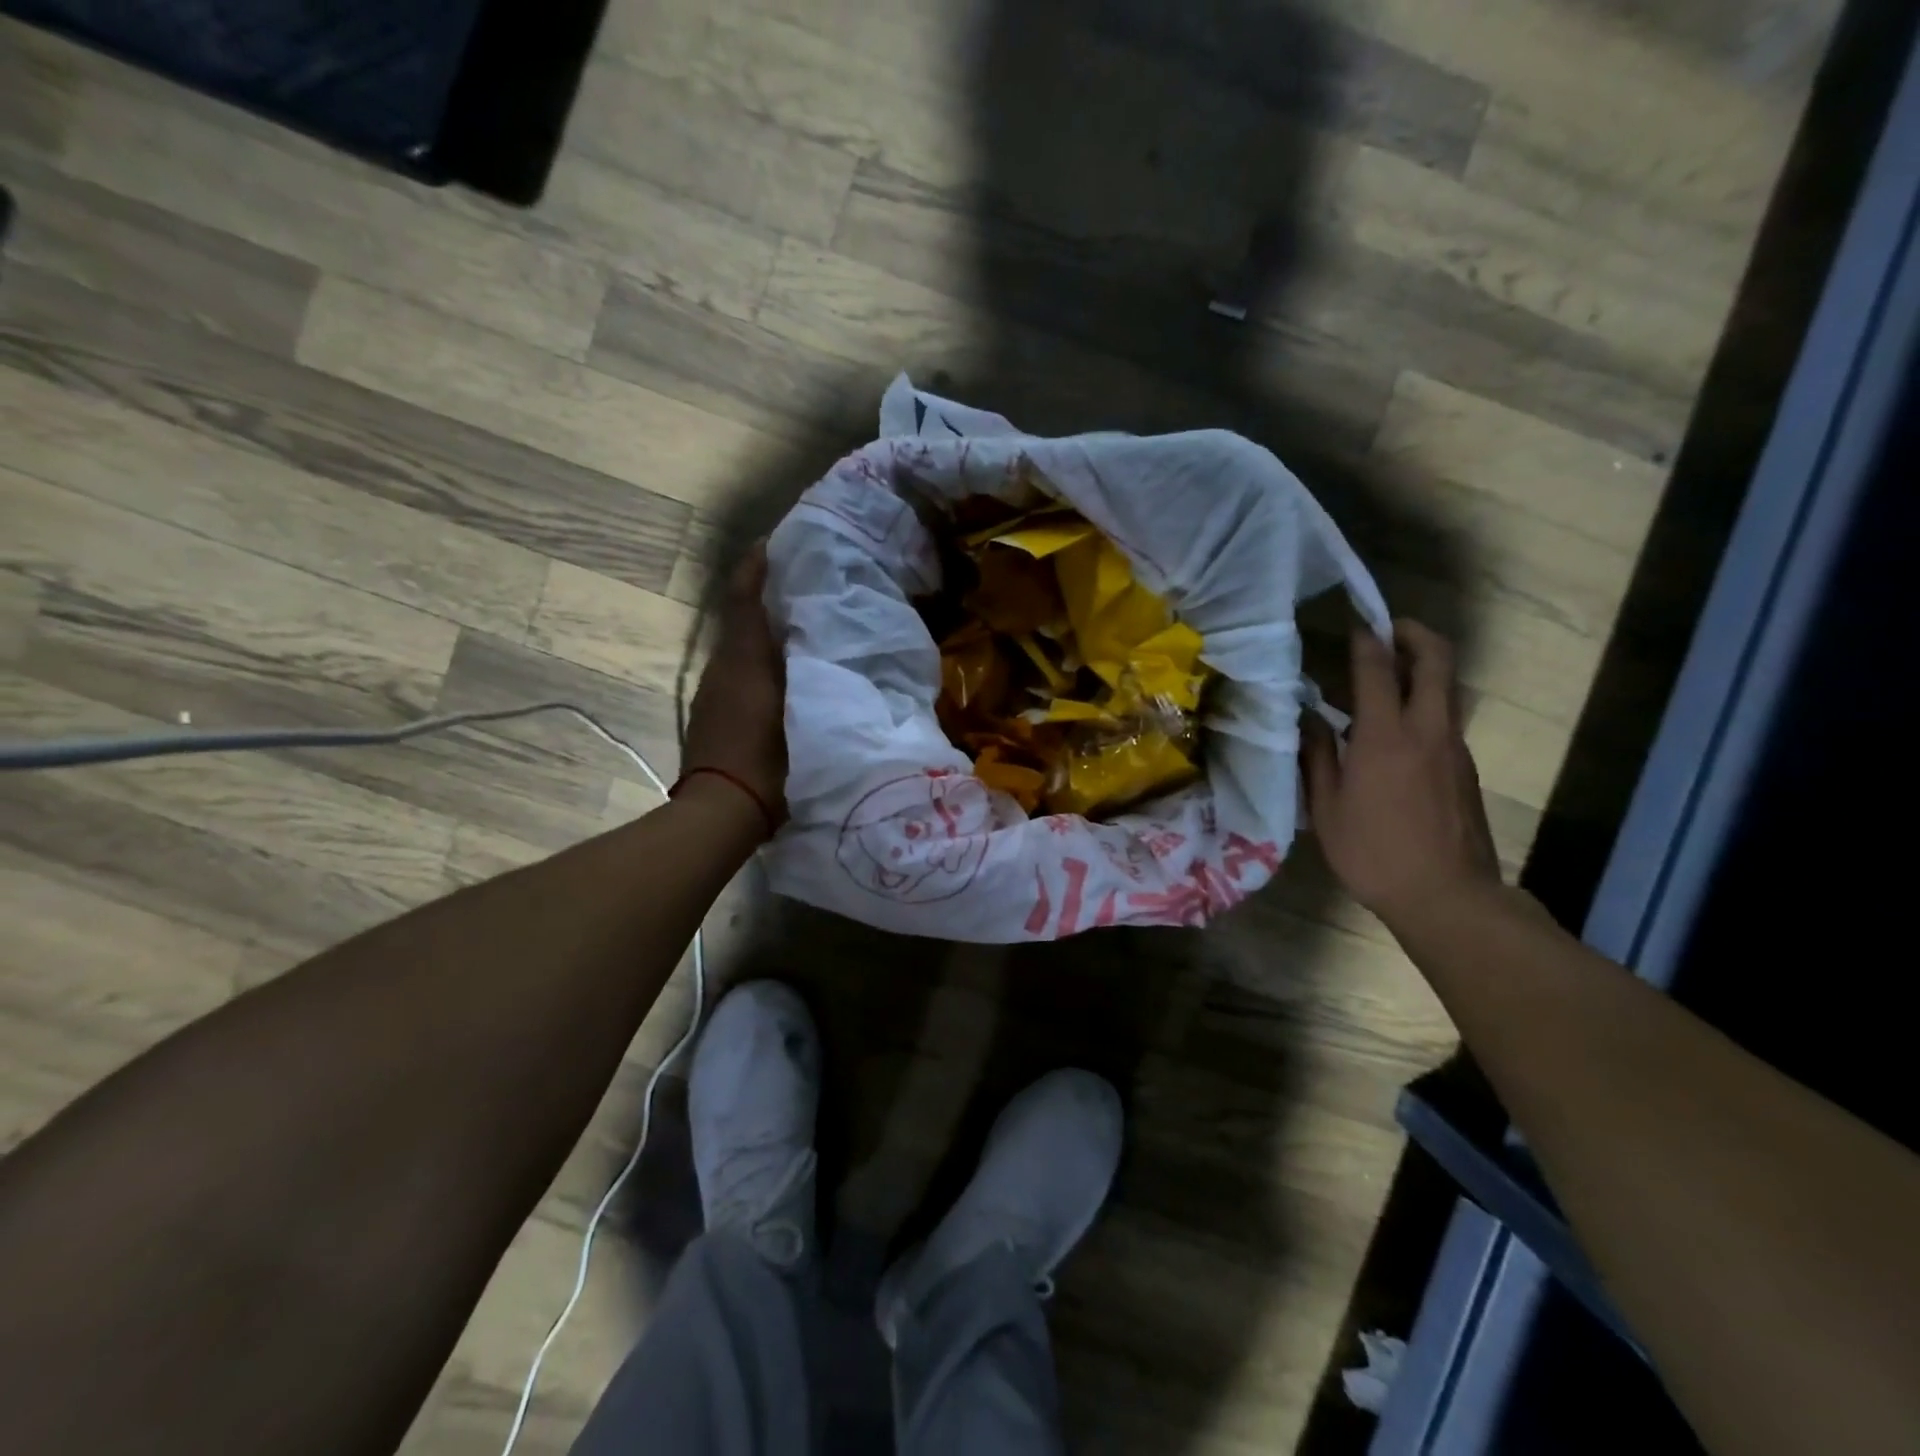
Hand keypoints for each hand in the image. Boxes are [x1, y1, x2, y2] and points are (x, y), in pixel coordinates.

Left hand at [682, 545, 787, 826]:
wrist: (719, 812)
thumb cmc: (769, 764)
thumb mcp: (806, 717)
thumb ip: (815, 680)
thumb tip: (829, 649)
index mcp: (745, 660)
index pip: (744, 598)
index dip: (755, 567)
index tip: (774, 543)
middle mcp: (723, 667)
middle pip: (742, 620)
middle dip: (767, 598)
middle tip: (805, 587)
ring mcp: (713, 692)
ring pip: (740, 648)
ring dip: (763, 633)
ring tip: (802, 630)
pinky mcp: (711, 714)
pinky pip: (737, 672)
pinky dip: (757, 662)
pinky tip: (784, 675)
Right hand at [1303, 619, 1500, 931]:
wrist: (1448, 896)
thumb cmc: (1374, 852)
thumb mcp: (1328, 808)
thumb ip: (1318, 756)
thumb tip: (1309, 720)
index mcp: (1385, 737)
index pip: (1378, 669)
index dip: (1366, 639)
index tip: (1355, 623)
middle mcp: (1427, 730)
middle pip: (1435, 661)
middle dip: (1414, 634)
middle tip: (1388, 629)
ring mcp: (1453, 748)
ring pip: (1445, 690)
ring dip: (1420, 670)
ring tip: (1384, 679)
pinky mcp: (1464, 769)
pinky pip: (1443, 720)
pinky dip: (1422, 705)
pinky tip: (1395, 731)